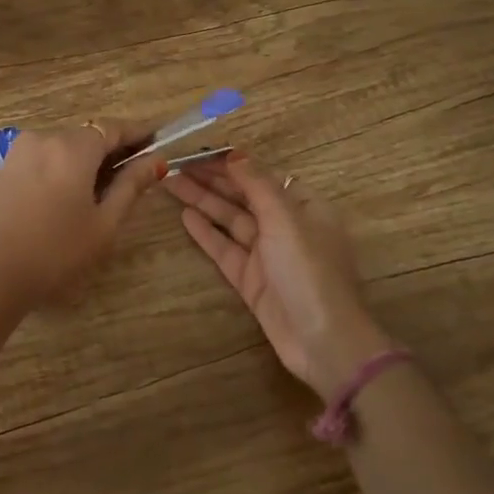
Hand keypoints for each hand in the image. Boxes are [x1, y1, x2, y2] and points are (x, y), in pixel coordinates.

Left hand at [0, 118, 167, 309]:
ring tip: (103, 194)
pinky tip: (69, 200)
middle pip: (88, 136)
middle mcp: (44, 138)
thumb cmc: (54, 252)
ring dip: (87, 162)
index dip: (138, 134)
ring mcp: (19, 153)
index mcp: (72, 147)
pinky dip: (63, 169)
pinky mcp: (4, 170)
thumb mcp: (103, 223)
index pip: (113, 128)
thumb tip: (156, 162)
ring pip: (64, 148)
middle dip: (112, 150)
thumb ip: (131, 187)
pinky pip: (44, 159)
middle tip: (135, 176)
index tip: (158, 142)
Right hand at [167, 153, 384, 397]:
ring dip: (203, 201)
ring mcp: (267, 255)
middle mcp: (286, 226)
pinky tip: (185, 216)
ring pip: (230, 220)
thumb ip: (258, 184)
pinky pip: (225, 249)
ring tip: (170, 183)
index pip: (262, 176)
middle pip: (244, 196)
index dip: (231, 163)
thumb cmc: (309, 271)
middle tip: (175, 165)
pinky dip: (206, 232)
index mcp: (304, 207)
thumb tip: (235, 154)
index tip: (199, 152)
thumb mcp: (286, 219)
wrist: (322, 340)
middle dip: (211, 179)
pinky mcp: (252, 280)